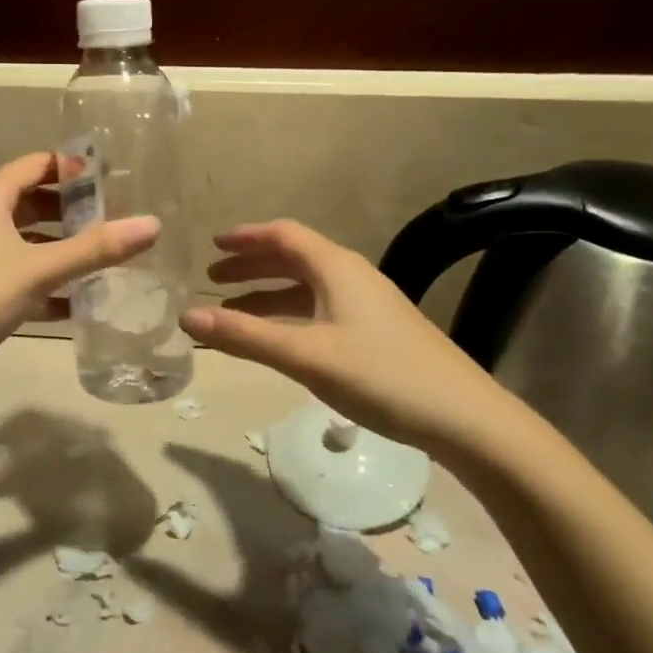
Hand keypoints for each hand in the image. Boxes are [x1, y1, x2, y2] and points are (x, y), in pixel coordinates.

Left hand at [0, 151, 159, 379]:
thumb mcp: (39, 269)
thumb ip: (95, 248)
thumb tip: (152, 224)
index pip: (40, 163)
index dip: (77, 169)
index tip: (116, 182)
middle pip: (36, 200)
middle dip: (75, 211)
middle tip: (117, 222)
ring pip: (28, 238)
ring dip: (62, 247)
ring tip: (104, 259)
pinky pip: (19, 271)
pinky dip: (45, 280)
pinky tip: (76, 303)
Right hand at [181, 220, 531, 461]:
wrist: (465, 418)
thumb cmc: (381, 376)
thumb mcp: (306, 355)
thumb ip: (245, 336)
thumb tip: (186, 317)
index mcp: (336, 268)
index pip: (283, 235)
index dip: (245, 238)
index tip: (211, 246)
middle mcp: (351, 276)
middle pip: (293, 258)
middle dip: (251, 266)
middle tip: (213, 280)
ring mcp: (367, 304)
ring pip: (306, 288)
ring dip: (267, 295)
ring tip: (233, 313)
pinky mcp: (377, 332)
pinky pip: (320, 310)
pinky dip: (289, 316)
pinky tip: (278, 340)